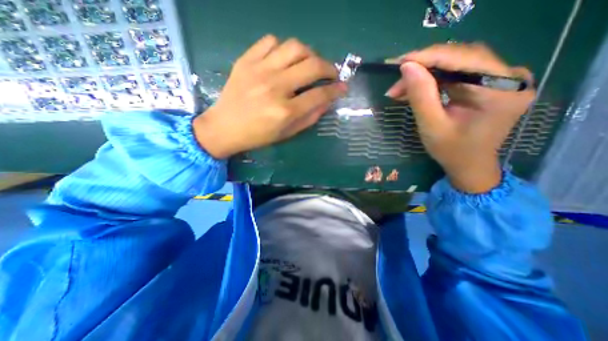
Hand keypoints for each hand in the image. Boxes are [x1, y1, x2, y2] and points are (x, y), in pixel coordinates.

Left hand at [194, 34, 346, 158]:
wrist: (225, 127)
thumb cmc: (258, 136)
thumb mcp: (287, 134)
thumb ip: (309, 118)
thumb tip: (327, 101)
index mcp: (285, 111)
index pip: (319, 94)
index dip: (336, 90)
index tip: (343, 87)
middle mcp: (275, 87)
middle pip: (312, 66)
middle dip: (329, 68)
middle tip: (331, 73)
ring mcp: (259, 70)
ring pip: (294, 47)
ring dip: (309, 54)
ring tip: (310, 64)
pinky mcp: (246, 60)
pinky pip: (270, 41)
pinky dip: (283, 48)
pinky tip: (284, 59)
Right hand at [386, 43, 533, 192]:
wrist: (469, 164)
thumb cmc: (452, 151)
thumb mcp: (432, 126)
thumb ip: (421, 95)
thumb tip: (407, 67)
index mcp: (502, 90)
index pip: (465, 58)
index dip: (430, 57)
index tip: (400, 63)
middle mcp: (510, 77)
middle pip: (461, 58)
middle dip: (424, 68)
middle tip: (397, 82)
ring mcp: (501, 78)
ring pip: (456, 64)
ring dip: (425, 74)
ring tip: (400, 88)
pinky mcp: (488, 83)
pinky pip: (457, 73)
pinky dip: (433, 80)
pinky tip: (415, 88)